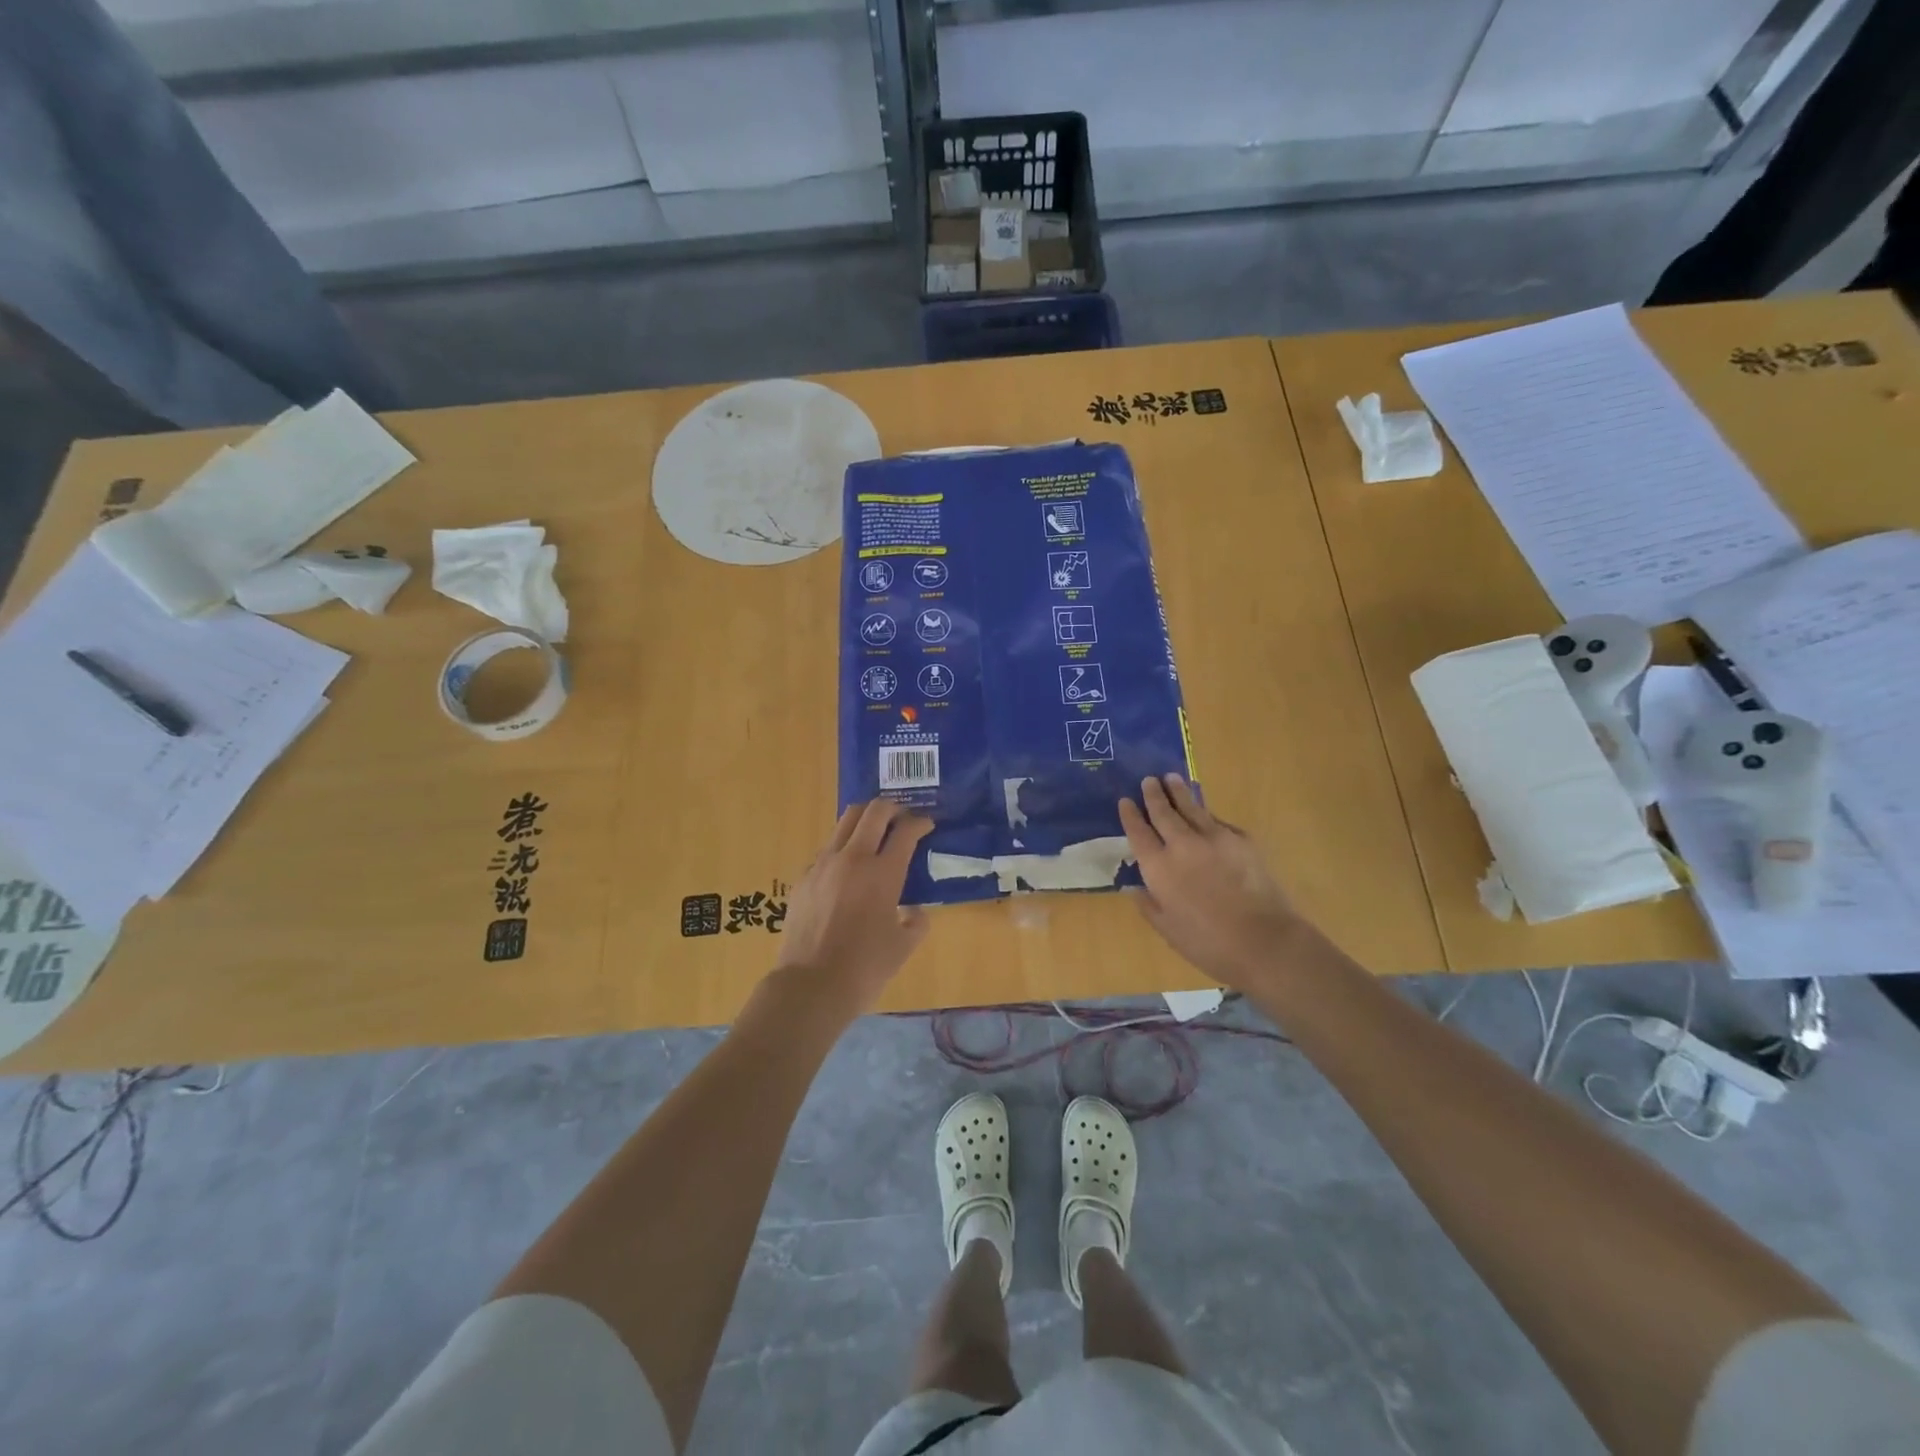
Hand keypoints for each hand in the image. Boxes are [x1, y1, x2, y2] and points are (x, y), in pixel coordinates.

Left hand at [772, 798, 933, 1014]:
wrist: (810, 986)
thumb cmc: (865, 968)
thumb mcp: (903, 947)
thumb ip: (916, 922)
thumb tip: (914, 911)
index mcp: (883, 873)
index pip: (905, 830)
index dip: (920, 823)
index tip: (926, 826)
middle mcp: (853, 858)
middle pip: (873, 811)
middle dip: (892, 808)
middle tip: (901, 819)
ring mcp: (823, 865)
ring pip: (844, 822)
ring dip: (864, 821)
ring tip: (874, 834)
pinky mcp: (803, 878)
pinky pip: (826, 851)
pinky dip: (842, 849)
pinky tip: (846, 871)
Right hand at [1118, 774, 1302, 988]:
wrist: (1265, 941)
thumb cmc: (1209, 944)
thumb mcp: (1168, 930)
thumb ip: (1149, 906)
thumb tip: (1136, 889)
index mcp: (1159, 867)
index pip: (1139, 832)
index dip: (1130, 815)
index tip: (1125, 801)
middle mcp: (1182, 845)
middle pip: (1163, 812)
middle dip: (1153, 795)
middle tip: (1148, 780)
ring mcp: (1215, 838)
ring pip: (1191, 807)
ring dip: (1179, 792)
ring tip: (1171, 778)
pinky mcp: (1242, 840)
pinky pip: (1218, 821)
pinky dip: (1206, 815)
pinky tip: (1205, 814)